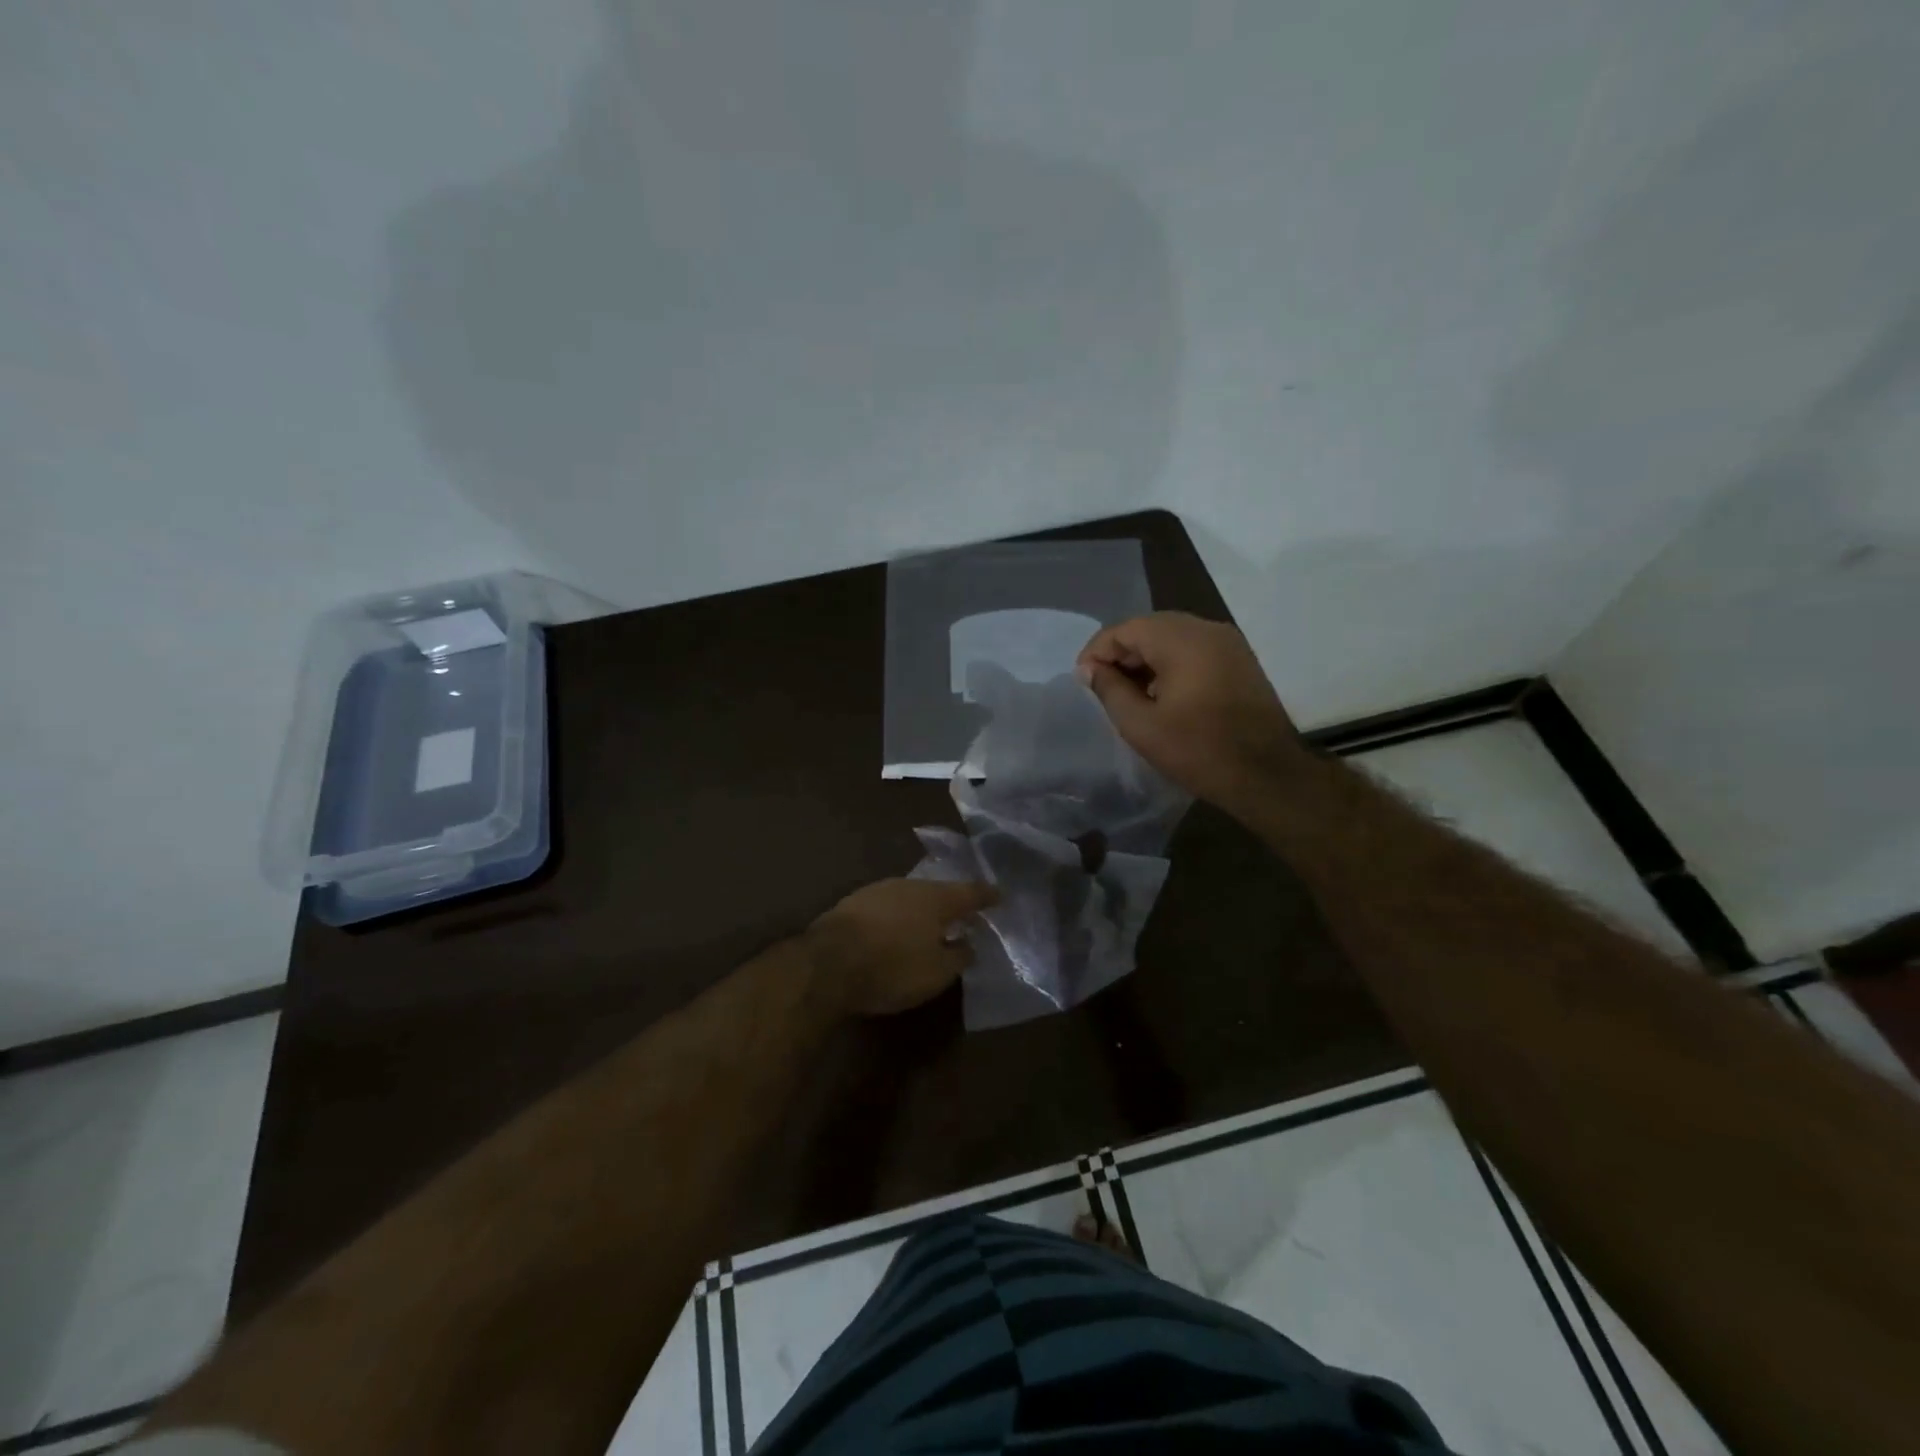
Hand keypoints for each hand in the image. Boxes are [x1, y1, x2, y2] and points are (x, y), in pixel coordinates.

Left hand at [805, 878, 998, 1017]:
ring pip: (910, 897)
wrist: (826, 963)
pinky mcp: (853, 903)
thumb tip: (968, 945)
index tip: (1000, 895)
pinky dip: (897, 917)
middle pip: (938, 891)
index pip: (970, 893)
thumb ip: (958, 957)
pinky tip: (896, 930)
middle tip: (963, 915)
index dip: (987, 896)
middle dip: (951, 903)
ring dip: (922, 910)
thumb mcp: (936, 973)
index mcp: (936, 898)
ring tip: (930, 925)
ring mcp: (878, 890)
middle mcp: (909, 885)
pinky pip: (887, 907)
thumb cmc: (892, 967)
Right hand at [1076, 612, 1304, 807]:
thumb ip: (1109, 690)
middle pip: (1150, 627)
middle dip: (1121, 653)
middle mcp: (1207, 629)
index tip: (1083, 681)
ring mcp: (1228, 643)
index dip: (1098, 651)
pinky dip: (1170, 663)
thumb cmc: (1198, 751)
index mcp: (1182, 640)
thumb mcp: (1141, 725)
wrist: (1267, 775)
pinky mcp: (1240, 660)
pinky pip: (1194, 649)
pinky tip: (1160, 693)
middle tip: (1102, 686)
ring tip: (1128, 692)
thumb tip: (1089, 669)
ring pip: (1173, 636)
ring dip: (1146, 659)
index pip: (1126, 629)